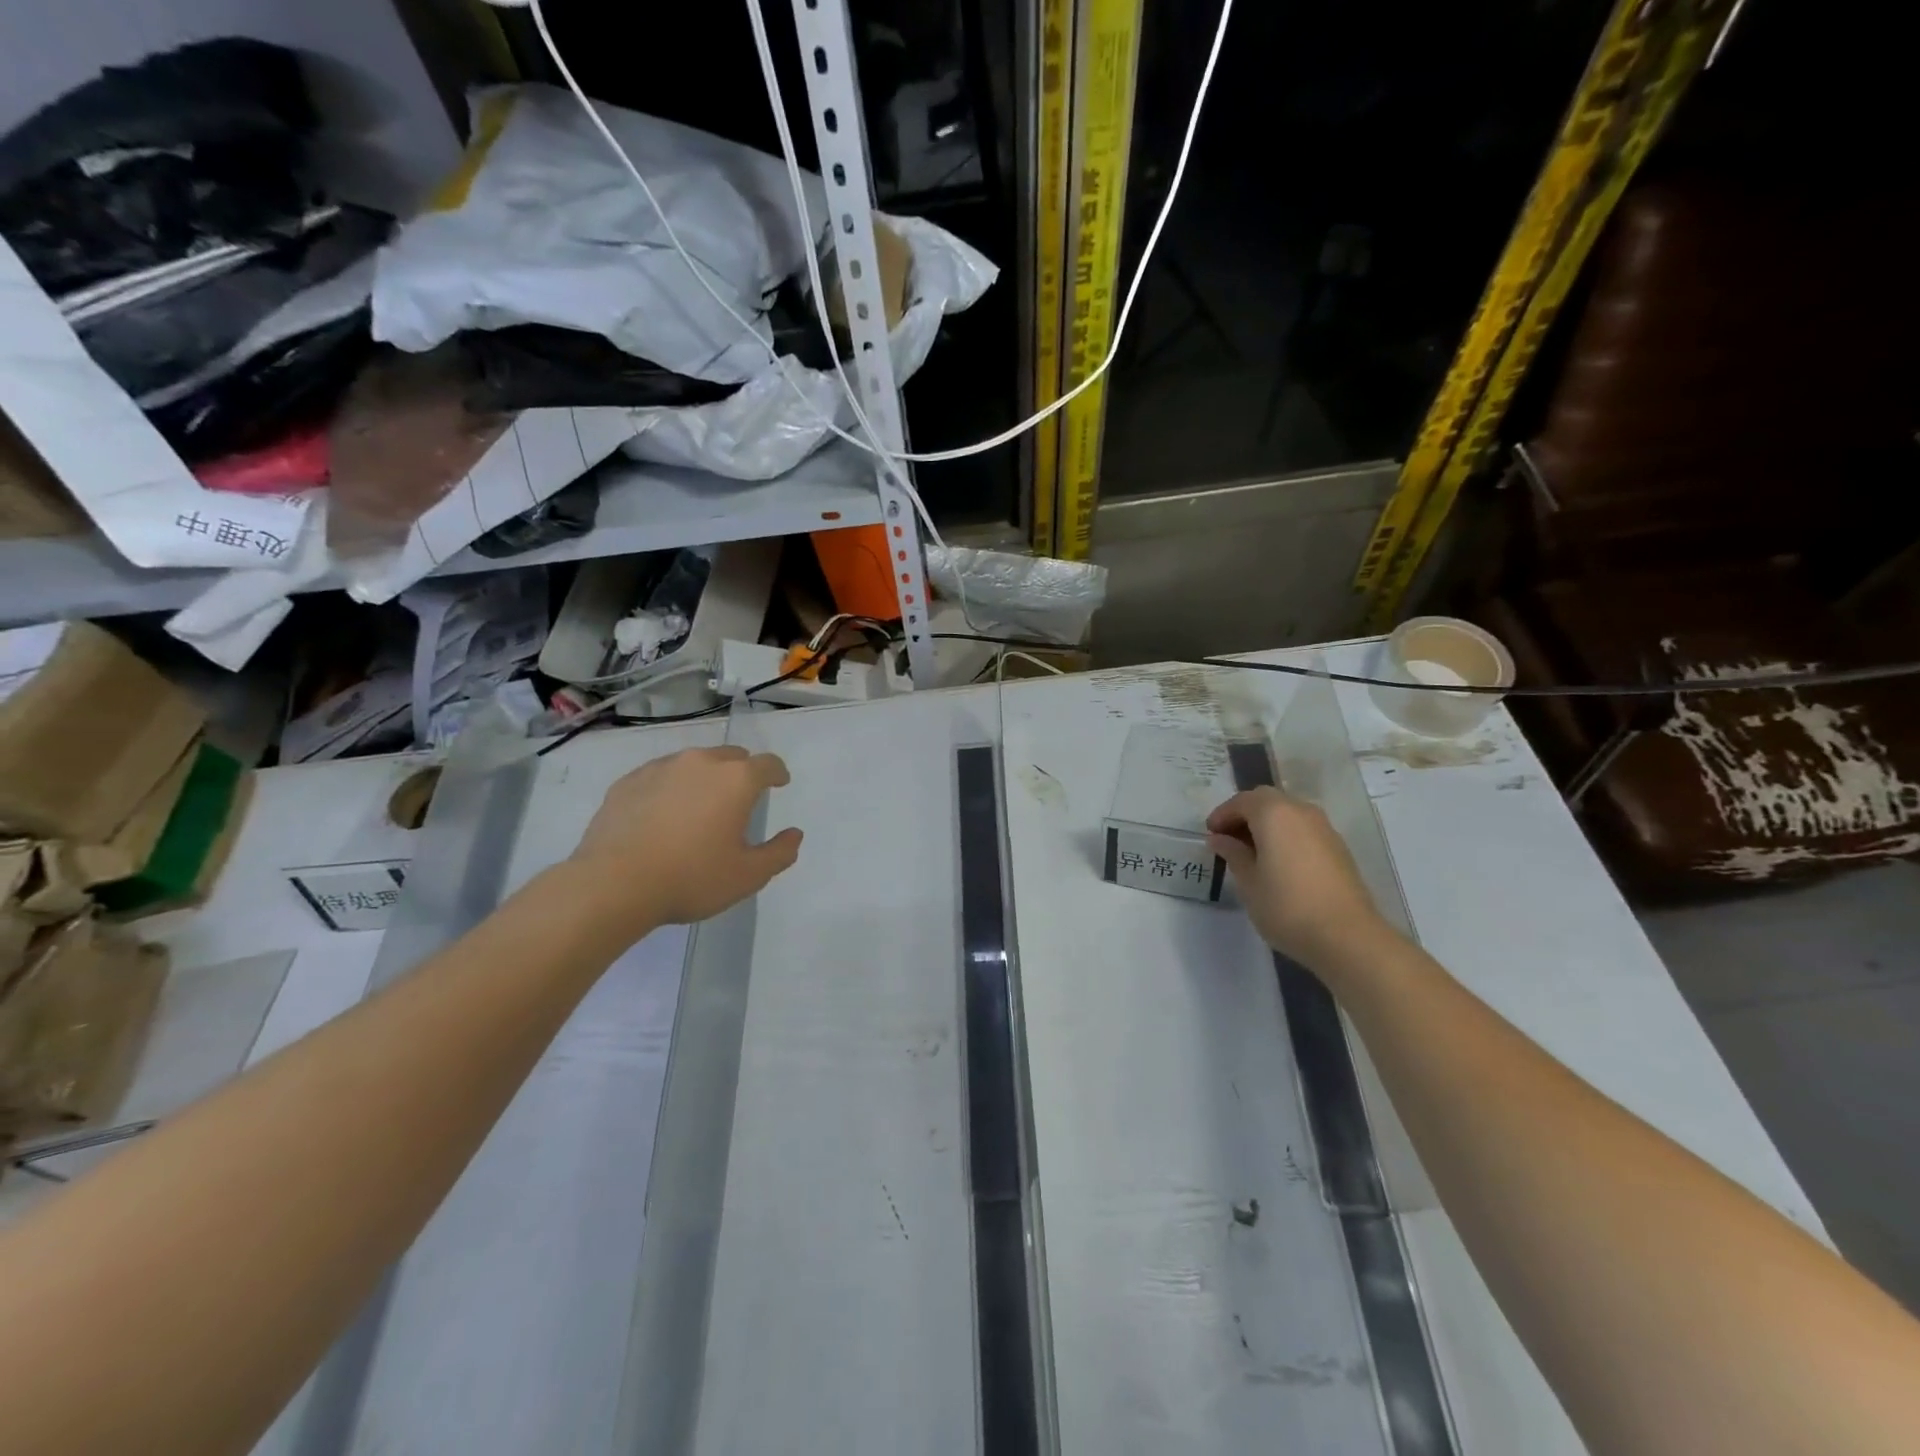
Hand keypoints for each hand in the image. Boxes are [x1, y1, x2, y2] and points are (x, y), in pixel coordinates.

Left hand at [567, 746, 802, 932]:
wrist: (613, 884)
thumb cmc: (691, 878)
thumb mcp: (748, 876)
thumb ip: (779, 853)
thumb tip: (794, 835)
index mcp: (736, 780)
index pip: (768, 764)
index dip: (778, 773)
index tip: (779, 784)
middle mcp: (701, 762)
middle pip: (731, 756)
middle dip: (741, 772)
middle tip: (740, 799)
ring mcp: (660, 768)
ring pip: (693, 763)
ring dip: (704, 778)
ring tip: (699, 807)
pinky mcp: (628, 782)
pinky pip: (660, 776)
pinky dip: (670, 788)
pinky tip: (663, 815)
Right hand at [1206, 787, 1390, 973]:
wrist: (1347, 937)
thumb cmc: (1286, 906)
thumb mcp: (1248, 882)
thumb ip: (1233, 854)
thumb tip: (1220, 839)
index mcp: (1274, 814)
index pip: (1241, 802)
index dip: (1222, 815)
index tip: (1210, 835)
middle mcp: (1301, 811)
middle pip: (1267, 800)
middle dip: (1244, 815)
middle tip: (1229, 840)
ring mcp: (1324, 828)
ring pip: (1288, 813)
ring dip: (1266, 825)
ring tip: (1252, 853)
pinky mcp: (1338, 847)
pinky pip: (1303, 829)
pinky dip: (1286, 836)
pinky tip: (1278, 863)